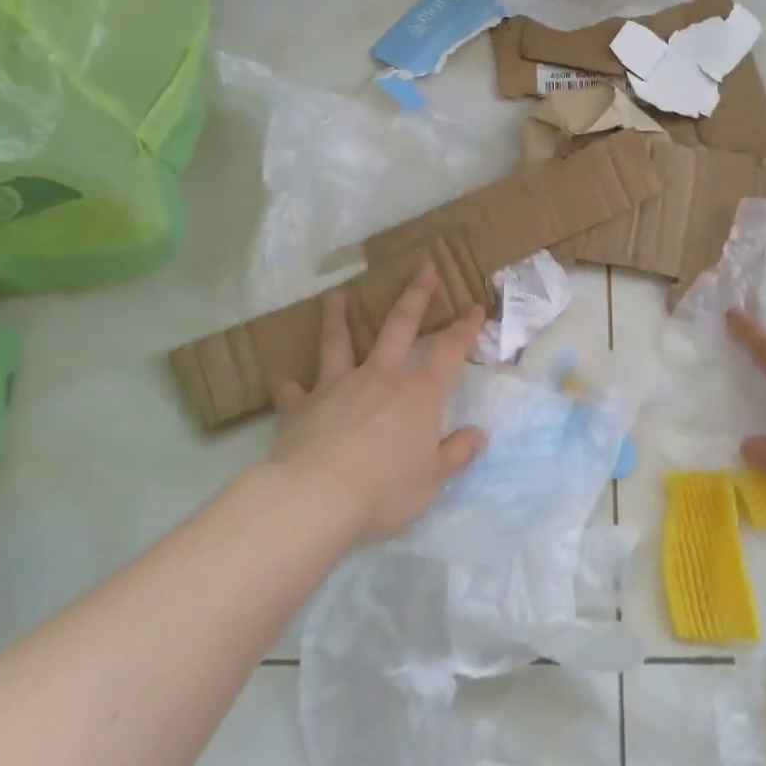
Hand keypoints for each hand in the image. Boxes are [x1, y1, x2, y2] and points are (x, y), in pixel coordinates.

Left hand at [269, 263, 488, 545]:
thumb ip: (457, 454)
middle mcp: (381, 378)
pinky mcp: (302, 406)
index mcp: (419, 394)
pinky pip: (296, 392)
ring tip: (336, 295)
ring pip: (340, 342)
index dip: (465, 328)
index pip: (449, 351)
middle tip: (424, 268)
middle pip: (400, 326)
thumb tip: (479, 435)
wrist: (316, 498)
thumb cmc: (384, 489)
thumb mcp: (433, 479)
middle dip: (415, 295)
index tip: (475, 307)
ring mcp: (338, 386)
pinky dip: (293, 387)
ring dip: (339, 317)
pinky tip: (287, 383)